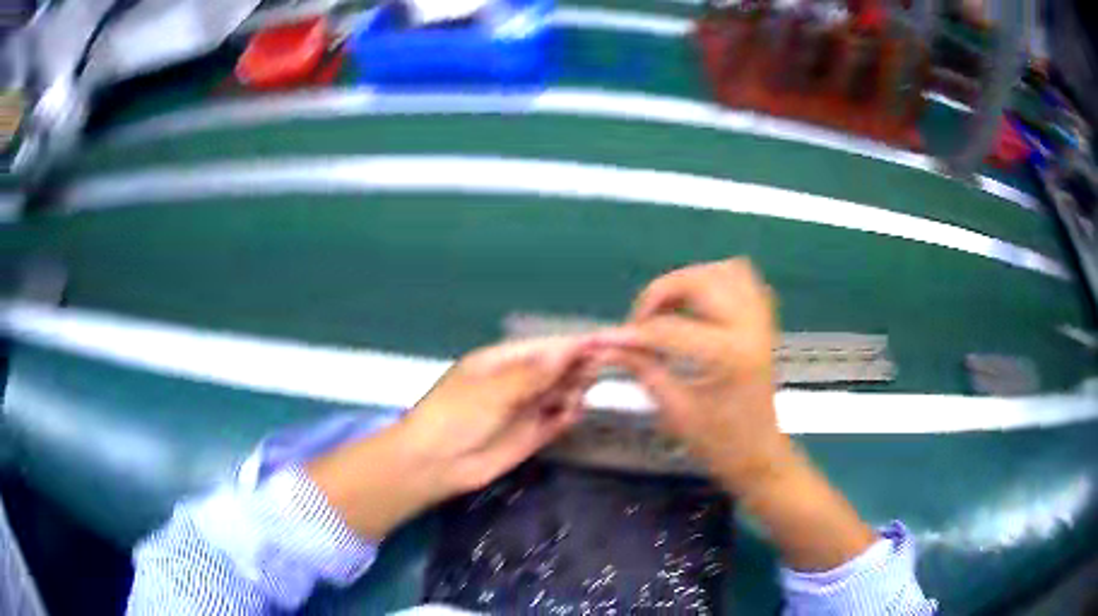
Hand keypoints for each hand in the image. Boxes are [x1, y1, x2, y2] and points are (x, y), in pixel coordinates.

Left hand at [308, 333, 627, 539]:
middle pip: (560, 367)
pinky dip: (569, 415)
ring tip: (573, 396)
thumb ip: (533, 374)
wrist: (435, 463)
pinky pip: (559, 419)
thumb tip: (569, 351)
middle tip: (601, 367)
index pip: (547, 346)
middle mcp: (520, 381)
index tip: (607, 340)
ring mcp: (527, 408)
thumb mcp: (492, 390)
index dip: (576, 343)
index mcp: (504, 360)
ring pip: (564, 391)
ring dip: (575, 389)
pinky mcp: (533, 434)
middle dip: (580, 365)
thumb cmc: (455, 416)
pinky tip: (568, 415)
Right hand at [612, 258, 792, 494]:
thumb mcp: (675, 410)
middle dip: (661, 293)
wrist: (759, 454)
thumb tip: (607, 346)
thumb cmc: (719, 443)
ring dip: (690, 281)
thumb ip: (643, 370)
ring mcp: (761, 320)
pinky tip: (697, 304)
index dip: (632, 333)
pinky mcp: (764, 321)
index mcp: (729, 355)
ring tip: (668, 307)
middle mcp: (749, 327)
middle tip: (641, 320)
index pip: (669, 329)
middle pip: (699, 281)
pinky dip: (716, 281)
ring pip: (724, 271)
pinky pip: (743, 280)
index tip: (604, 339)